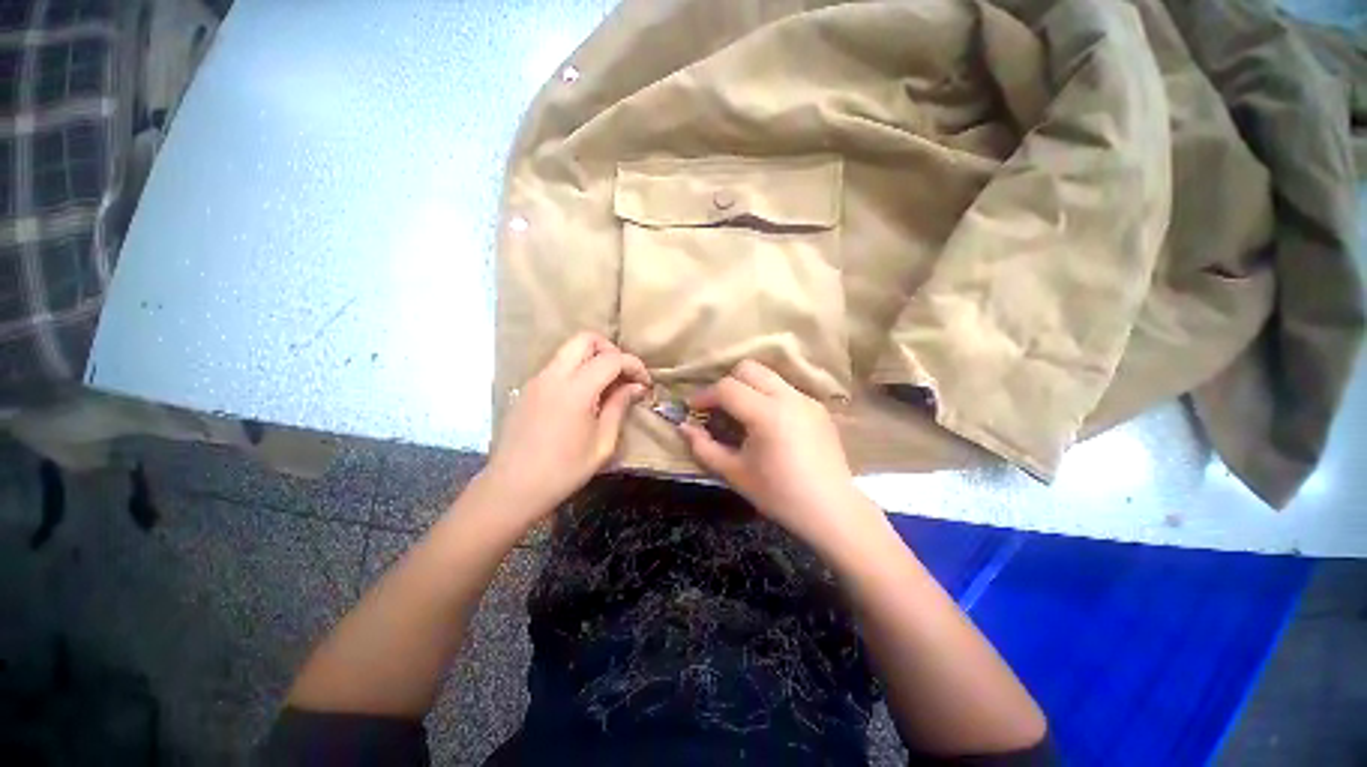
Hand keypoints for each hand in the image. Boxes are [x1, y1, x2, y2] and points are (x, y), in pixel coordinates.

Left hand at [483, 332, 650, 518]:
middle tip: (622, 374)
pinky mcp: (528, 389)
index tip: (645, 383)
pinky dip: (576, 369)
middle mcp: (554, 376)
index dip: (634, 365)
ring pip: (569, 350)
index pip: (611, 359)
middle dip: (610, 349)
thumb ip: (619, 407)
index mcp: (576, 390)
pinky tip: (584, 397)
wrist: (512, 488)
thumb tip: (636, 387)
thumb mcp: (602, 444)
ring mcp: (537, 380)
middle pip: (585, 338)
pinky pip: (557, 365)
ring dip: (592, 358)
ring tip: (606, 386)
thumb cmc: (564, 471)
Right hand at [679, 360, 879, 547]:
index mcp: (767, 414)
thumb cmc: (779, 494)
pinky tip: (769, 424)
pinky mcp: (818, 407)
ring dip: (749, 387)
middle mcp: (789, 397)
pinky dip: (769, 396)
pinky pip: (786, 389)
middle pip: (749, 368)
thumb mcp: (735, 473)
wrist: (832, 510)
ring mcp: (807, 399)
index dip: (705, 395)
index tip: (693, 409)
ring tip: (743, 415)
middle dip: (727, 383)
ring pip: (769, 375)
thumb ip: (704, 448)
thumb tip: (683, 427)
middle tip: (719, 408)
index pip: (727, 388)